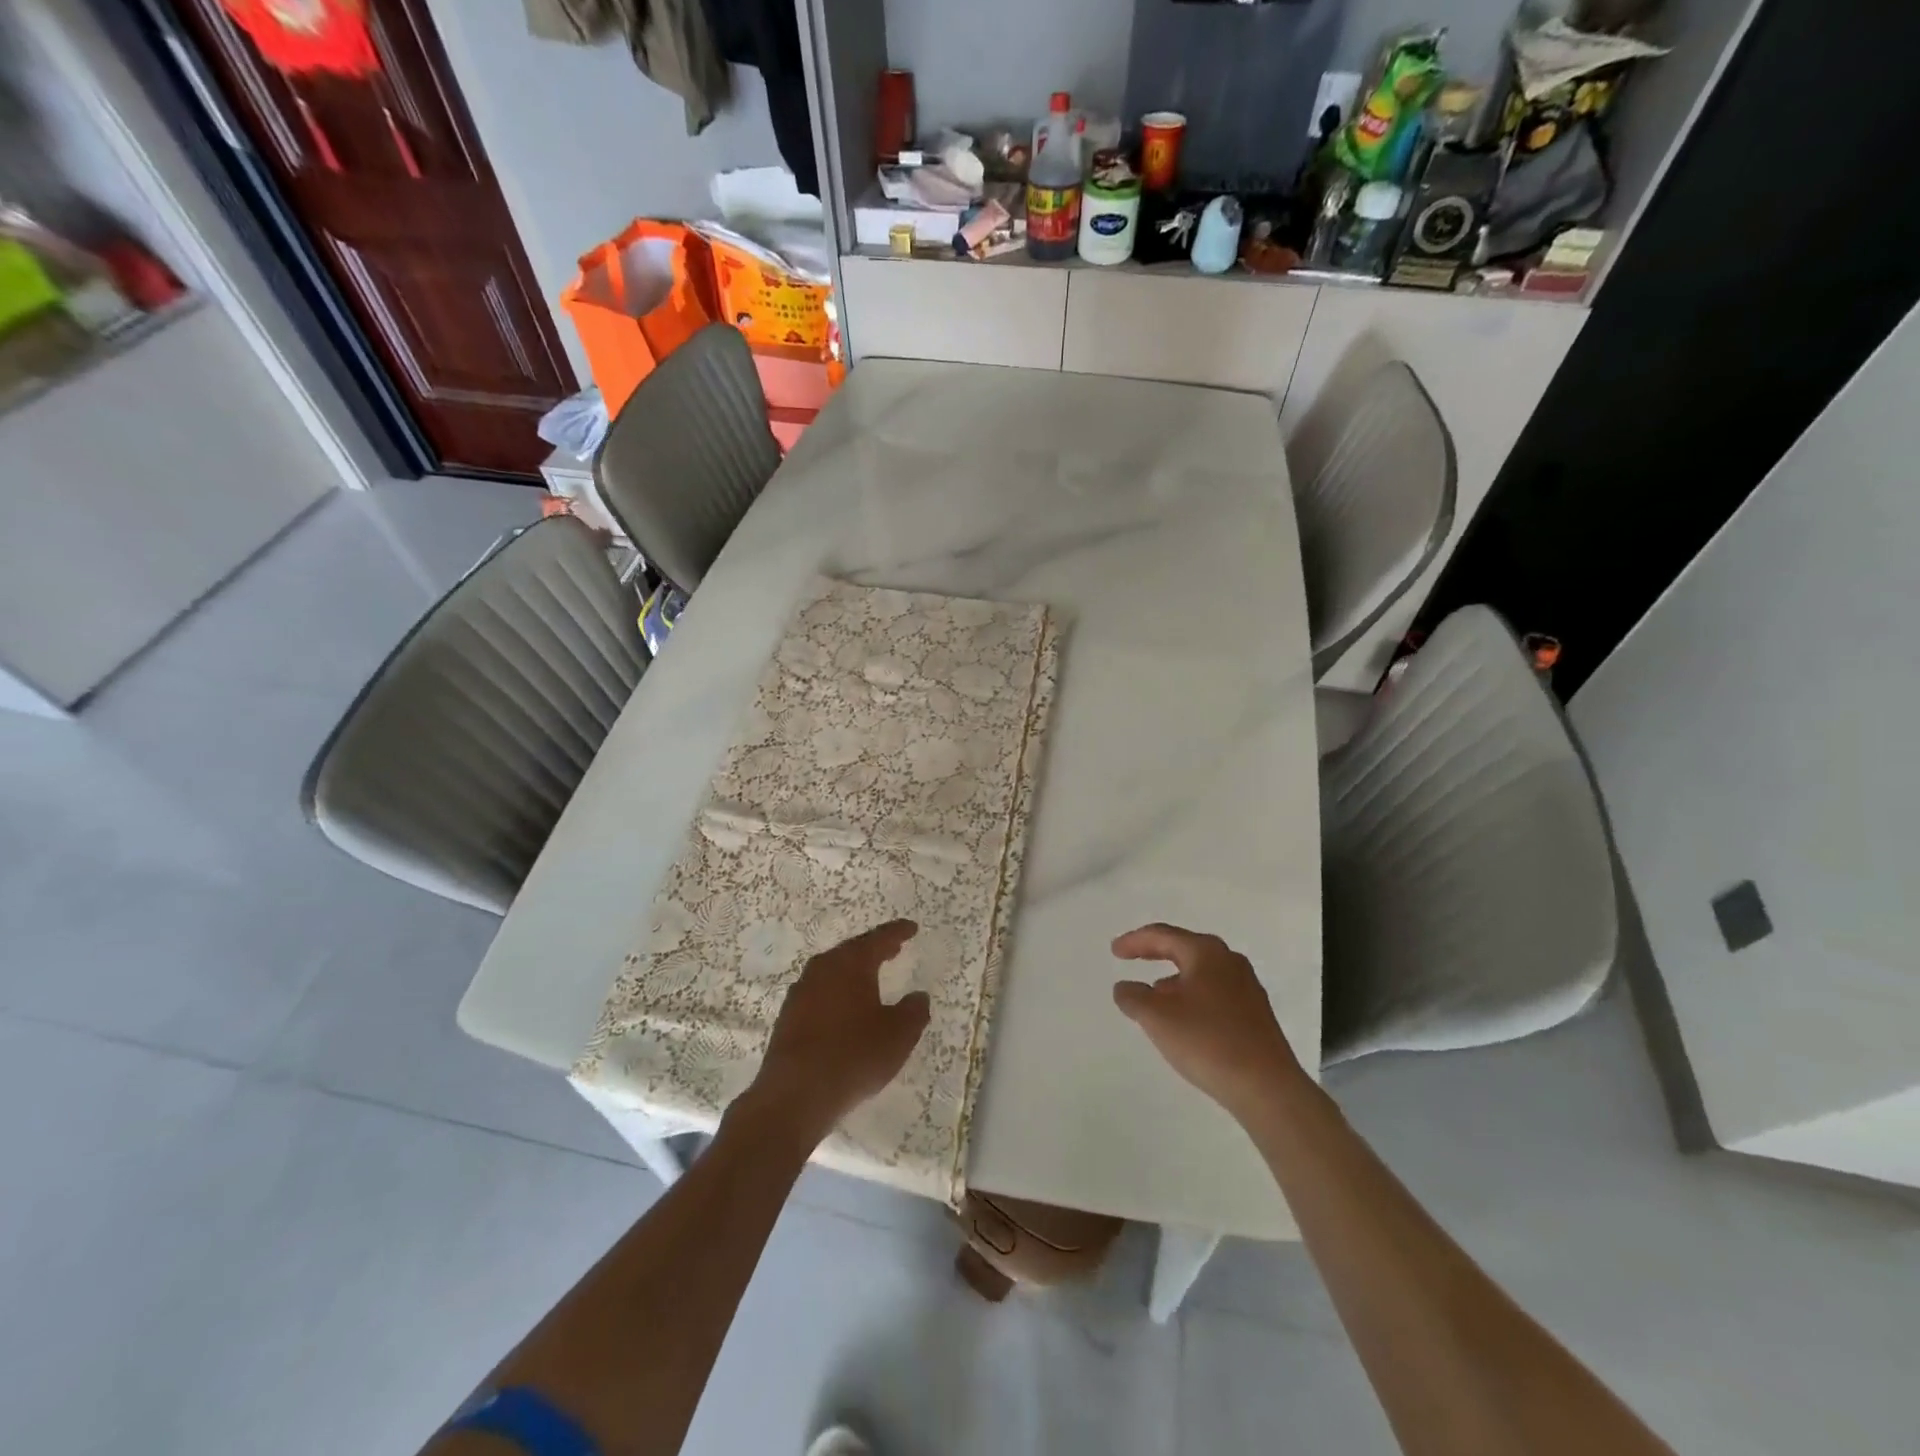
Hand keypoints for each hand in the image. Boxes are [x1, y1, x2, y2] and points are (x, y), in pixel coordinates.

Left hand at [746, 919, 930, 1145]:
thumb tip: (918, 996)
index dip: (898, 932)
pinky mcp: (788, 1016)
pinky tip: (845, 1008)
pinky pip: (820, 992)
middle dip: (874, 949)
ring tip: (871, 977)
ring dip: (853, 971)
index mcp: (851, 963)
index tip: (912, 928)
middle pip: (853, 951)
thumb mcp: (898, 1035)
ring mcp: (801, 991)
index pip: (879, 938)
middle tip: (893, 948)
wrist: (794, 1095)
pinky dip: (837, 992)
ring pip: (833, 971)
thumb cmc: (853, 1055)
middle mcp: (823, 968)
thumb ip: (914, 1011)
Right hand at [1112, 923, 1307, 1120]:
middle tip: (1132, 958)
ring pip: (1201, 972)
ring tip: (1154, 993)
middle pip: (1185, 948)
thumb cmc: (1207, 1041)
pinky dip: (1192, 996)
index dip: (1135, 941)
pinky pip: (1215, 993)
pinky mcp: (1255, 1014)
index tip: (1114, 951)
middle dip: (1156, 953)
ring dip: (1174, 978)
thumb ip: (1133, 997)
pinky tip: (1184, 1018)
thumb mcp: (1156, 1017)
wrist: (1267, 1088)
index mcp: (1206, 953)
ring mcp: (1247, 988)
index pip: (1163, 935)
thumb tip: (1125, 987)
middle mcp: (1229, 962)